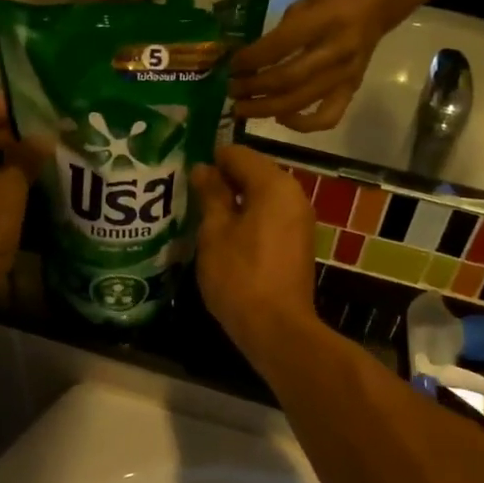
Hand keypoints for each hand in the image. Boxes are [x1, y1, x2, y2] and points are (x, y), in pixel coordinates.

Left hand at [0, 93, 41, 334]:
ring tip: (52, 173)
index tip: (47, 119)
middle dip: (17, 140)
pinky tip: (34, 203)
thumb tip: (42, 138)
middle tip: (56, 148)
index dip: (11, 108)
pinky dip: (3, 193)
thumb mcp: (8, 192)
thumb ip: (26, 159)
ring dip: (13, 169)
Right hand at [191, 144, 319, 363]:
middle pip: (253, 173)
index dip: (210, 160)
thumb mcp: (215, 232)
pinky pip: (269, 217)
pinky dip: (248, 219)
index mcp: (274, 185)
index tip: (184, 173)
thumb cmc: (240, 276)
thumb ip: (211, 194)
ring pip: (261, 196)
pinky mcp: (297, 243)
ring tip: (200, 215)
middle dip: (222, 180)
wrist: (277, 329)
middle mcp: (293, 195)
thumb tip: (204, 169)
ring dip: (233, 202)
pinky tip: (223, 235)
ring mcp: (299, 220)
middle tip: (188, 194)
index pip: (238, 154)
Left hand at [229, 0, 393, 131]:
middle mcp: (336, 51)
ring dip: (266, 109)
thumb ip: (280, 32)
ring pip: (301, 102)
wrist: (377, 6)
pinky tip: (281, 119)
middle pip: (287, 79)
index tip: (232, 65)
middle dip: (253, 88)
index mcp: (324, 21)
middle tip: (232, 91)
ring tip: (242, 109)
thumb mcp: (304, 3)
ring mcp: (345, 75)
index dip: (251, 59)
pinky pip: (327, 118)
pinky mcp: (352, 90)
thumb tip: (248, 61)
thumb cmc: (335, 0)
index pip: (280, 46)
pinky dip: (302, 124)